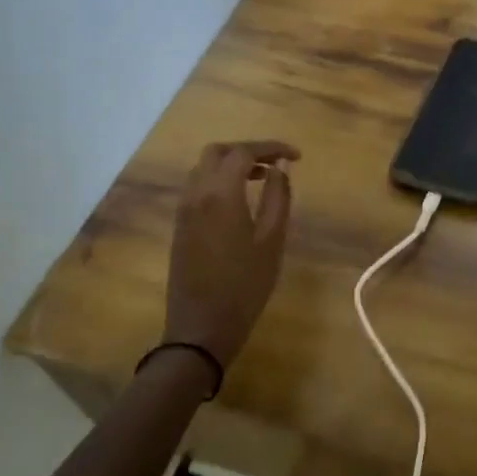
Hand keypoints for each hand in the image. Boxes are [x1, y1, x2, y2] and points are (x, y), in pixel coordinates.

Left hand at [160, 140, 299, 368]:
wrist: (201, 328)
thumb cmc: (245, 286)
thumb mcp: (272, 241)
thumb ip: (278, 197)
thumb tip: (280, 168)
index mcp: (220, 194)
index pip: (244, 152)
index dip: (271, 147)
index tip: (296, 156)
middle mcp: (196, 194)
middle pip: (217, 152)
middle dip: (247, 150)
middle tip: (276, 163)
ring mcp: (183, 210)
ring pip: (203, 168)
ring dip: (232, 164)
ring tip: (262, 179)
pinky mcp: (180, 226)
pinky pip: (197, 187)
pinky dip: (219, 180)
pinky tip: (240, 200)